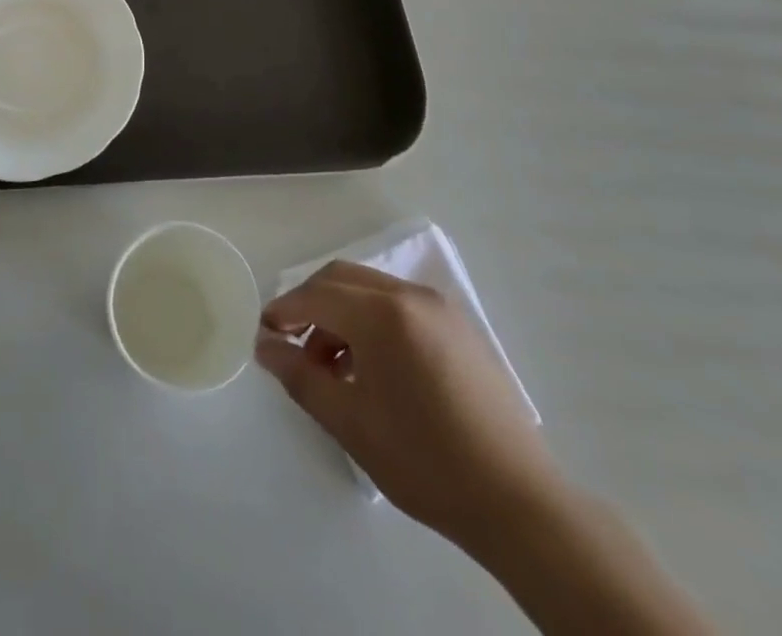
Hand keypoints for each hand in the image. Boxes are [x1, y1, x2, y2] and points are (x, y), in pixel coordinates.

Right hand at [256, 261, 561, 556]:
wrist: (517, 502)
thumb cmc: (424, 461)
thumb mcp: (350, 422)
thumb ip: (301, 376)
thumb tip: (266, 347)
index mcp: (382, 314)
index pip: (316, 295)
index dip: (283, 311)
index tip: (263, 335)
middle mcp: (410, 295)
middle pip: (342, 278)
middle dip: (310, 304)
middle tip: (292, 344)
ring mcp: (439, 308)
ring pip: (371, 289)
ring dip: (341, 313)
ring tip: (333, 367)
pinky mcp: (459, 327)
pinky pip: (400, 305)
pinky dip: (373, 320)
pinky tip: (373, 367)